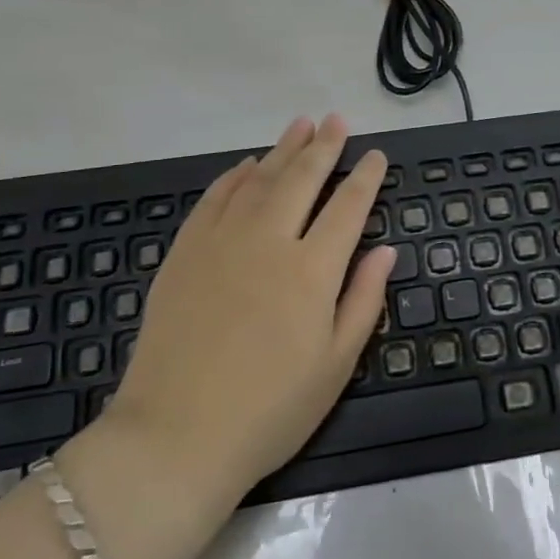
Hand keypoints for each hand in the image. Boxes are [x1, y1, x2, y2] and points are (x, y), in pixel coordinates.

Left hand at [107, 114, 393, 505]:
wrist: (174, 437)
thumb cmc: (269, 410)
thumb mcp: (335, 365)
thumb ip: (363, 300)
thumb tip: (385, 249)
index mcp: (312, 270)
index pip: (348, 207)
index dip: (365, 177)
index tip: (375, 155)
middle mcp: (270, 241)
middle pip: (302, 179)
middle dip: (324, 147)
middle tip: (337, 120)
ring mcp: (222, 241)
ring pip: (259, 179)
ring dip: (283, 148)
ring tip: (301, 124)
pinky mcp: (185, 252)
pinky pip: (215, 199)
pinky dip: (234, 176)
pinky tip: (247, 165)